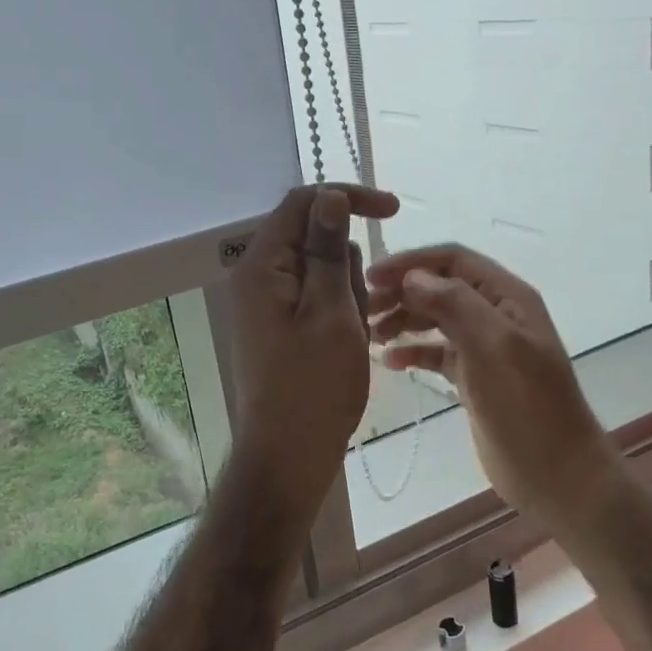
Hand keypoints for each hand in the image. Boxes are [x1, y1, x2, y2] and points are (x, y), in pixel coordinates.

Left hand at [228, 183, 399, 519]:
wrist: (288, 455)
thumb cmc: (314, 385)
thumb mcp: (331, 311)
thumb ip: (328, 250)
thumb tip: (328, 195)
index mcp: (263, 265)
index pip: (303, 203)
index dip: (348, 197)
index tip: (393, 210)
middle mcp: (258, 276)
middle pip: (314, 238)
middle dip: (349, 265)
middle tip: (358, 313)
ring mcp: (267, 303)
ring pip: (322, 271)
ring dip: (348, 294)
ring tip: (351, 338)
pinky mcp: (279, 325)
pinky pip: (317, 299)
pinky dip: (340, 312)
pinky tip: (346, 346)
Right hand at [366, 245, 619, 530]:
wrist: (557, 474)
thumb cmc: (528, 406)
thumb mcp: (495, 347)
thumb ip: (456, 304)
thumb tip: (412, 277)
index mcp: (507, 297)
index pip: (453, 260)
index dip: (411, 262)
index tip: (371, 276)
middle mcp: (496, 314)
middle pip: (441, 287)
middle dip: (402, 291)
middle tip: (364, 309)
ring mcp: (485, 347)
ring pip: (436, 318)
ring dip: (404, 319)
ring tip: (372, 334)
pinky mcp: (474, 378)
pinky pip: (438, 353)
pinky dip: (414, 351)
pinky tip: (390, 362)